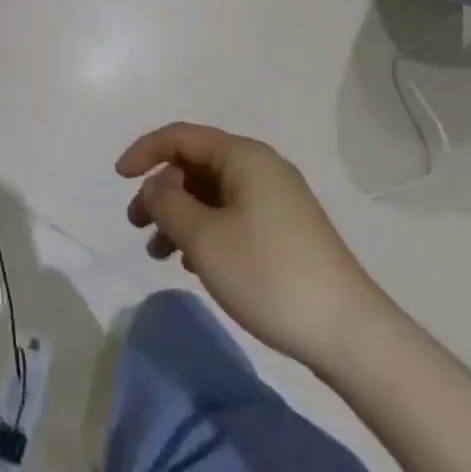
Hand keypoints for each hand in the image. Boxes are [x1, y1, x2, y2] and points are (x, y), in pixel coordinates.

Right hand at [118, 123, 386, 369]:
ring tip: (159, 253)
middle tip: (137, 225)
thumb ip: (167, 202)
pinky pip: (232, 216)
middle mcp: (261, 168)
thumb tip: (156, 186)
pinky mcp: (286, 232)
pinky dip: (206, 231)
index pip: (181, 137)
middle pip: (196, 166)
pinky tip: (194, 264)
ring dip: (181, 216)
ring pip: (213, 195)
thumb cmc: (269, 274)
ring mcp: (278, 200)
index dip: (144, 151)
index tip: (119, 178)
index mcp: (243, 156)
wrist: (351, 335)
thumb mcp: (203, 237)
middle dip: (161, 191)